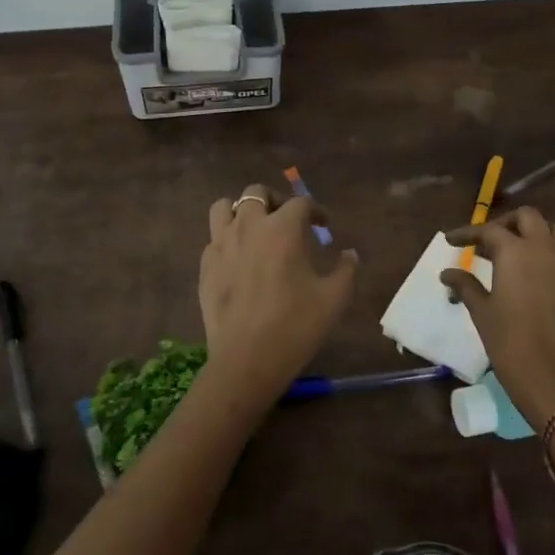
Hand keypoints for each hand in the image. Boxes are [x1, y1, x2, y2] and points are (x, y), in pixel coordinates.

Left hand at [199, 185, 359, 407]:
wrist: (247, 361)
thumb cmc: (296, 326)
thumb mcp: (334, 299)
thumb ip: (346, 270)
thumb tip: (350, 254)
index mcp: (282, 229)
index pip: (301, 203)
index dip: (316, 211)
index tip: (323, 225)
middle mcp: (248, 226)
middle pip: (257, 193)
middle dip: (276, 200)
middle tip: (288, 221)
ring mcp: (221, 244)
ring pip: (224, 207)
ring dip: (241, 211)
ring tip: (255, 229)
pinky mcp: (205, 266)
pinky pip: (213, 239)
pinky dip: (227, 240)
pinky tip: (238, 259)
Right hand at [440, 208, 554, 427]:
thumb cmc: (510, 344)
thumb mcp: (482, 313)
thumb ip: (466, 286)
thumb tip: (447, 273)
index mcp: (516, 253)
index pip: (489, 230)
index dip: (467, 233)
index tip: (450, 240)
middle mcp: (544, 251)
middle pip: (528, 218)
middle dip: (505, 223)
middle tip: (486, 242)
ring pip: (553, 231)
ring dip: (533, 233)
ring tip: (513, 252)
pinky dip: (547, 254)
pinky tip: (531, 276)